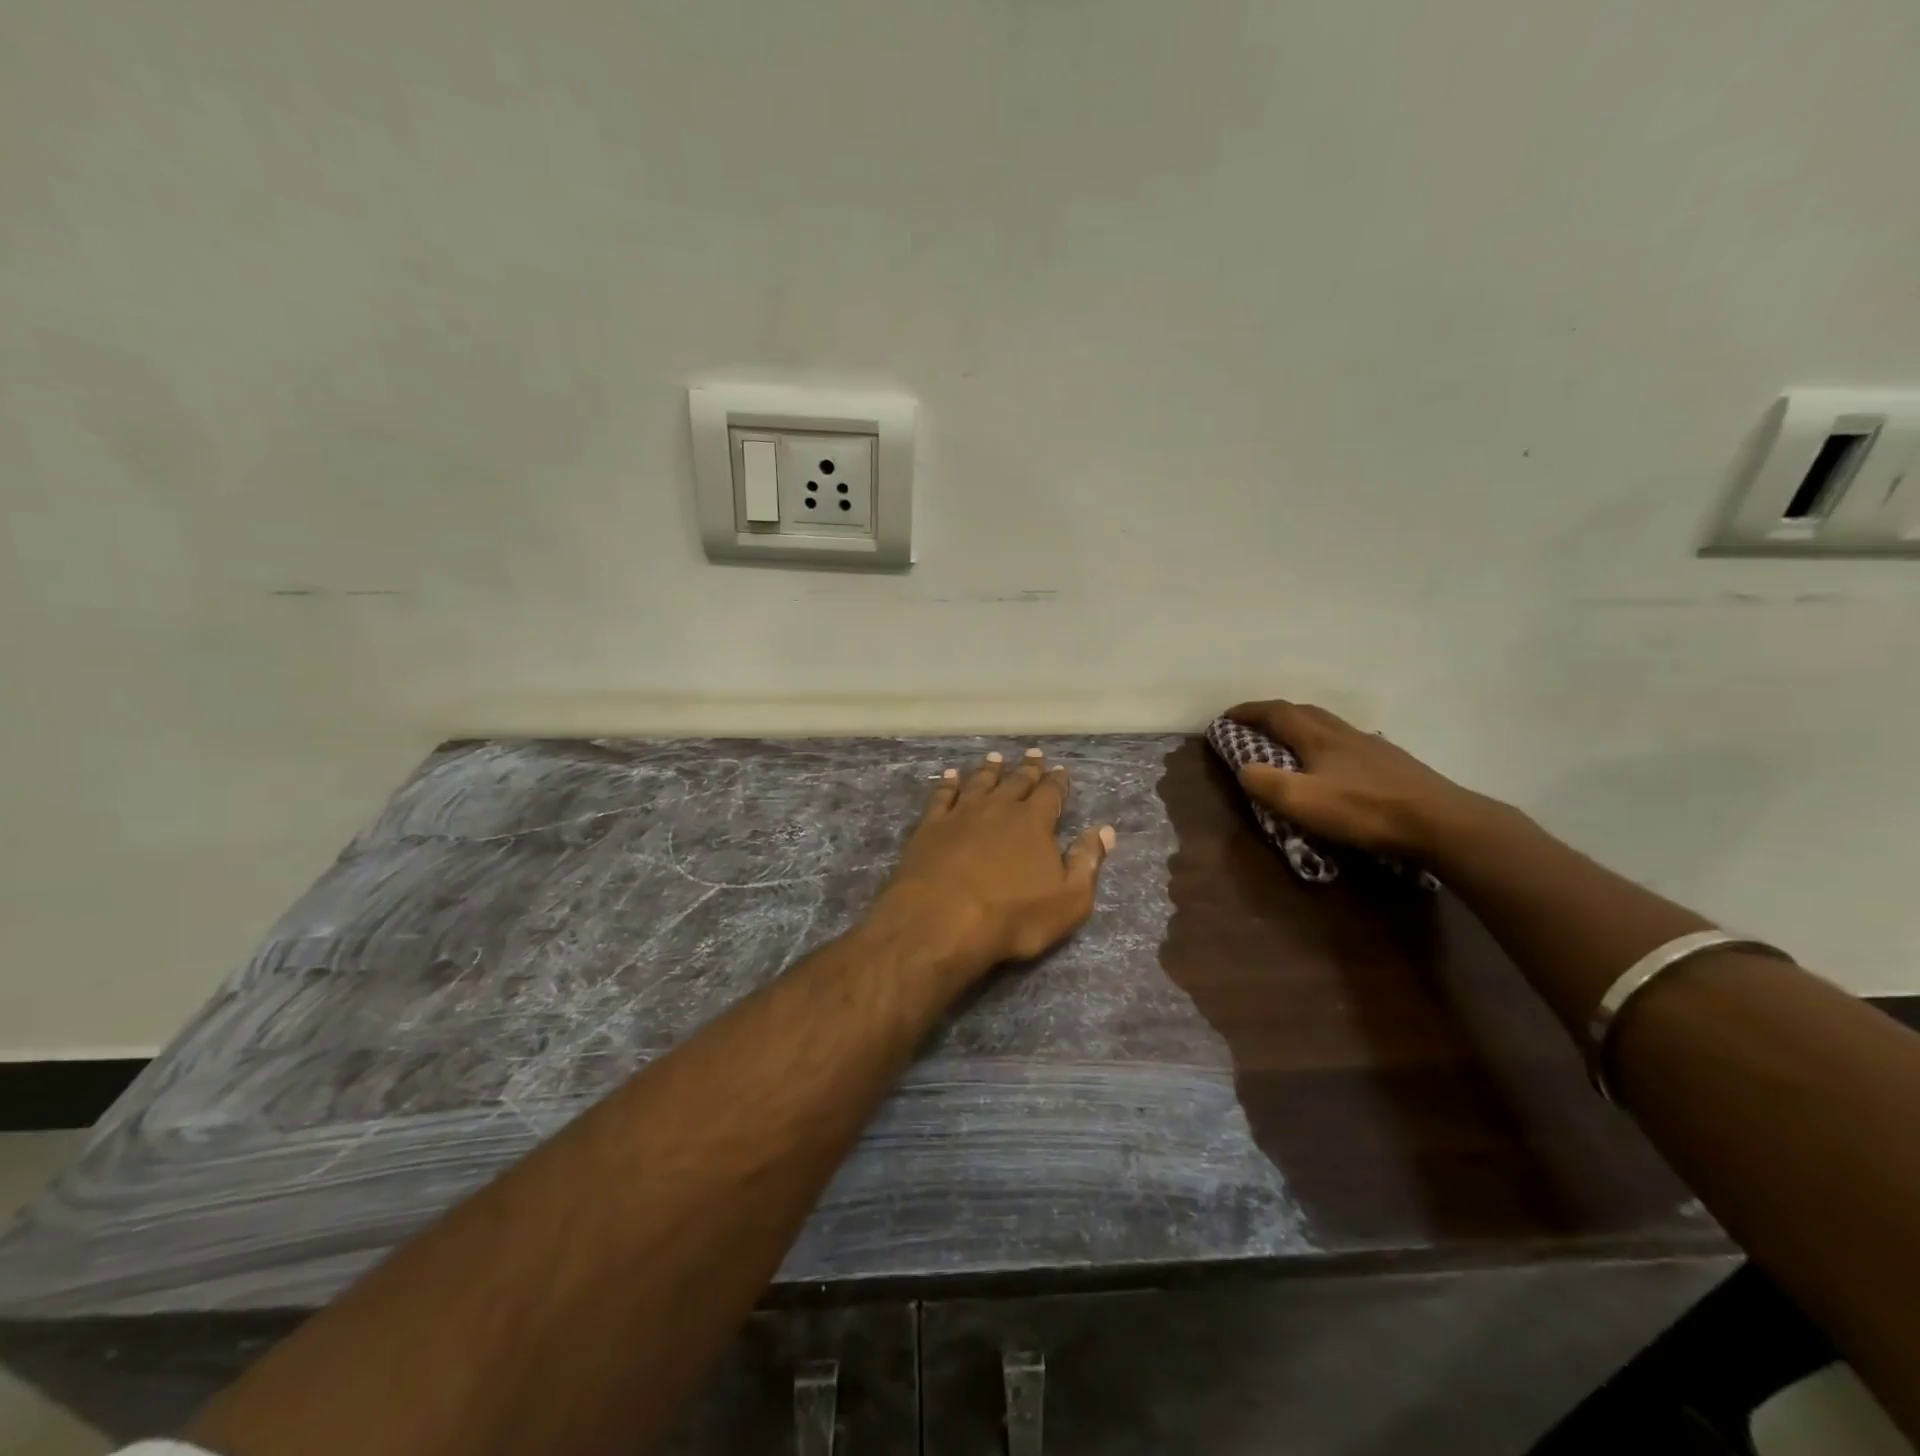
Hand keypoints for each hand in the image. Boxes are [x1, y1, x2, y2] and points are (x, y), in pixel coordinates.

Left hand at [872, 748, 1115, 982]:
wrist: (941, 920)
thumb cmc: (1012, 917)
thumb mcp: (1068, 901)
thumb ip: (1087, 863)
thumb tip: (1104, 830)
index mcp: (1034, 823)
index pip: (1051, 794)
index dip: (1057, 782)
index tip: (1060, 769)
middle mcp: (998, 808)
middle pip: (1016, 782)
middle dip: (1028, 768)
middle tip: (1033, 753)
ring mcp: (961, 814)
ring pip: (979, 783)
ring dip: (989, 770)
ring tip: (995, 758)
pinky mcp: (930, 826)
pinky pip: (942, 796)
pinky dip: (947, 784)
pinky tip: (949, 776)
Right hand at [1226, 700, 1487, 860]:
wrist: (1441, 823)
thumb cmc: (1365, 810)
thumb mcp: (1303, 802)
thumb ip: (1266, 784)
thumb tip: (1244, 769)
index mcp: (1318, 737)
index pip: (1276, 712)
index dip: (1248, 711)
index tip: (1226, 716)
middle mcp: (1344, 733)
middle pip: (1304, 711)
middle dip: (1274, 714)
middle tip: (1254, 726)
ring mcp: (1372, 746)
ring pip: (1330, 725)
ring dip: (1303, 727)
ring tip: (1291, 744)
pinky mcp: (1394, 764)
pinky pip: (1349, 743)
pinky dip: (1329, 745)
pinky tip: (1335, 765)